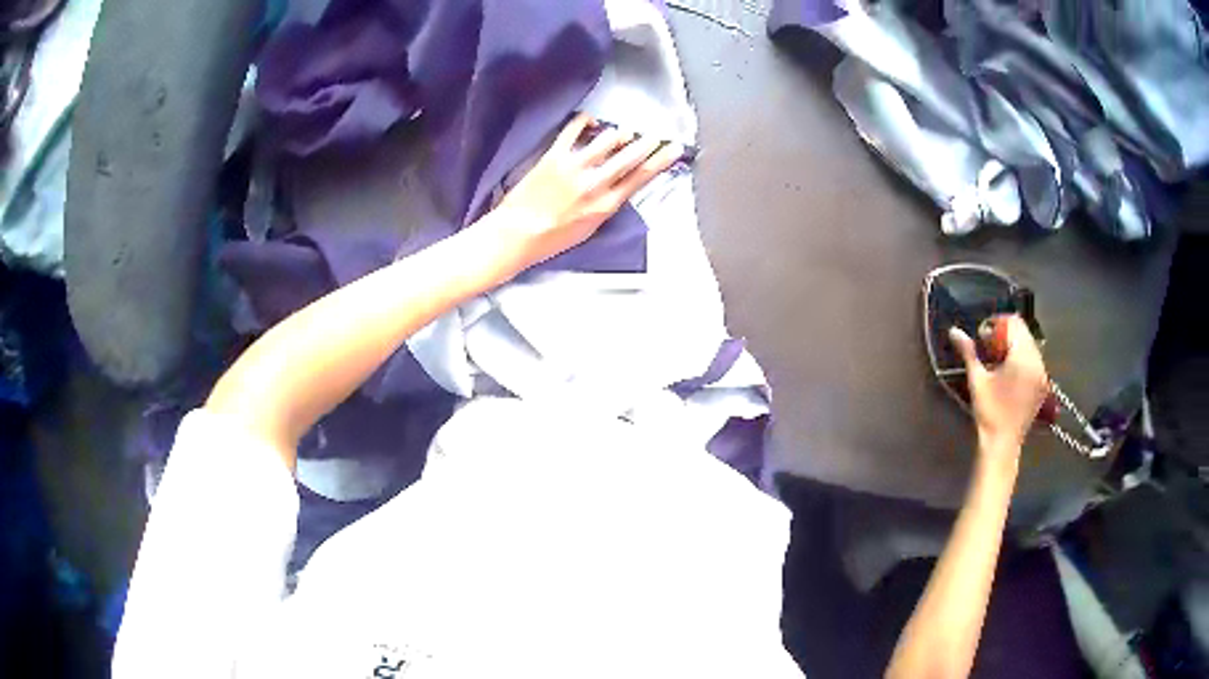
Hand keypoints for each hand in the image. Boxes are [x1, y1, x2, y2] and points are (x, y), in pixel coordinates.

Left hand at [496, 113, 682, 268]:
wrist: (517, 234)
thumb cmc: (550, 239)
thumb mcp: (589, 229)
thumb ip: (605, 205)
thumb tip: (617, 187)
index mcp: (606, 205)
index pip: (642, 177)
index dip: (661, 160)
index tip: (673, 148)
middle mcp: (595, 183)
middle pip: (630, 155)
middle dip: (646, 143)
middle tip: (655, 135)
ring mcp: (575, 167)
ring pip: (607, 140)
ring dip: (618, 134)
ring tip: (622, 133)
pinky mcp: (554, 157)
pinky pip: (573, 131)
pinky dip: (585, 122)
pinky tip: (590, 121)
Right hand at [949, 315, 1049, 452]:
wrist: (1003, 444)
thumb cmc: (989, 412)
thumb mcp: (977, 380)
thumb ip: (969, 352)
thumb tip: (954, 331)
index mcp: (1023, 357)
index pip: (1014, 323)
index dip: (997, 323)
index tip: (983, 336)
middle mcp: (1037, 361)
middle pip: (1023, 331)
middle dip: (1005, 334)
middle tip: (989, 348)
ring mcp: (1042, 373)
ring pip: (1029, 344)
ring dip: (1014, 345)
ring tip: (999, 360)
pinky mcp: (1043, 384)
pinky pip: (1034, 358)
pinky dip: (1022, 358)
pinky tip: (1009, 372)